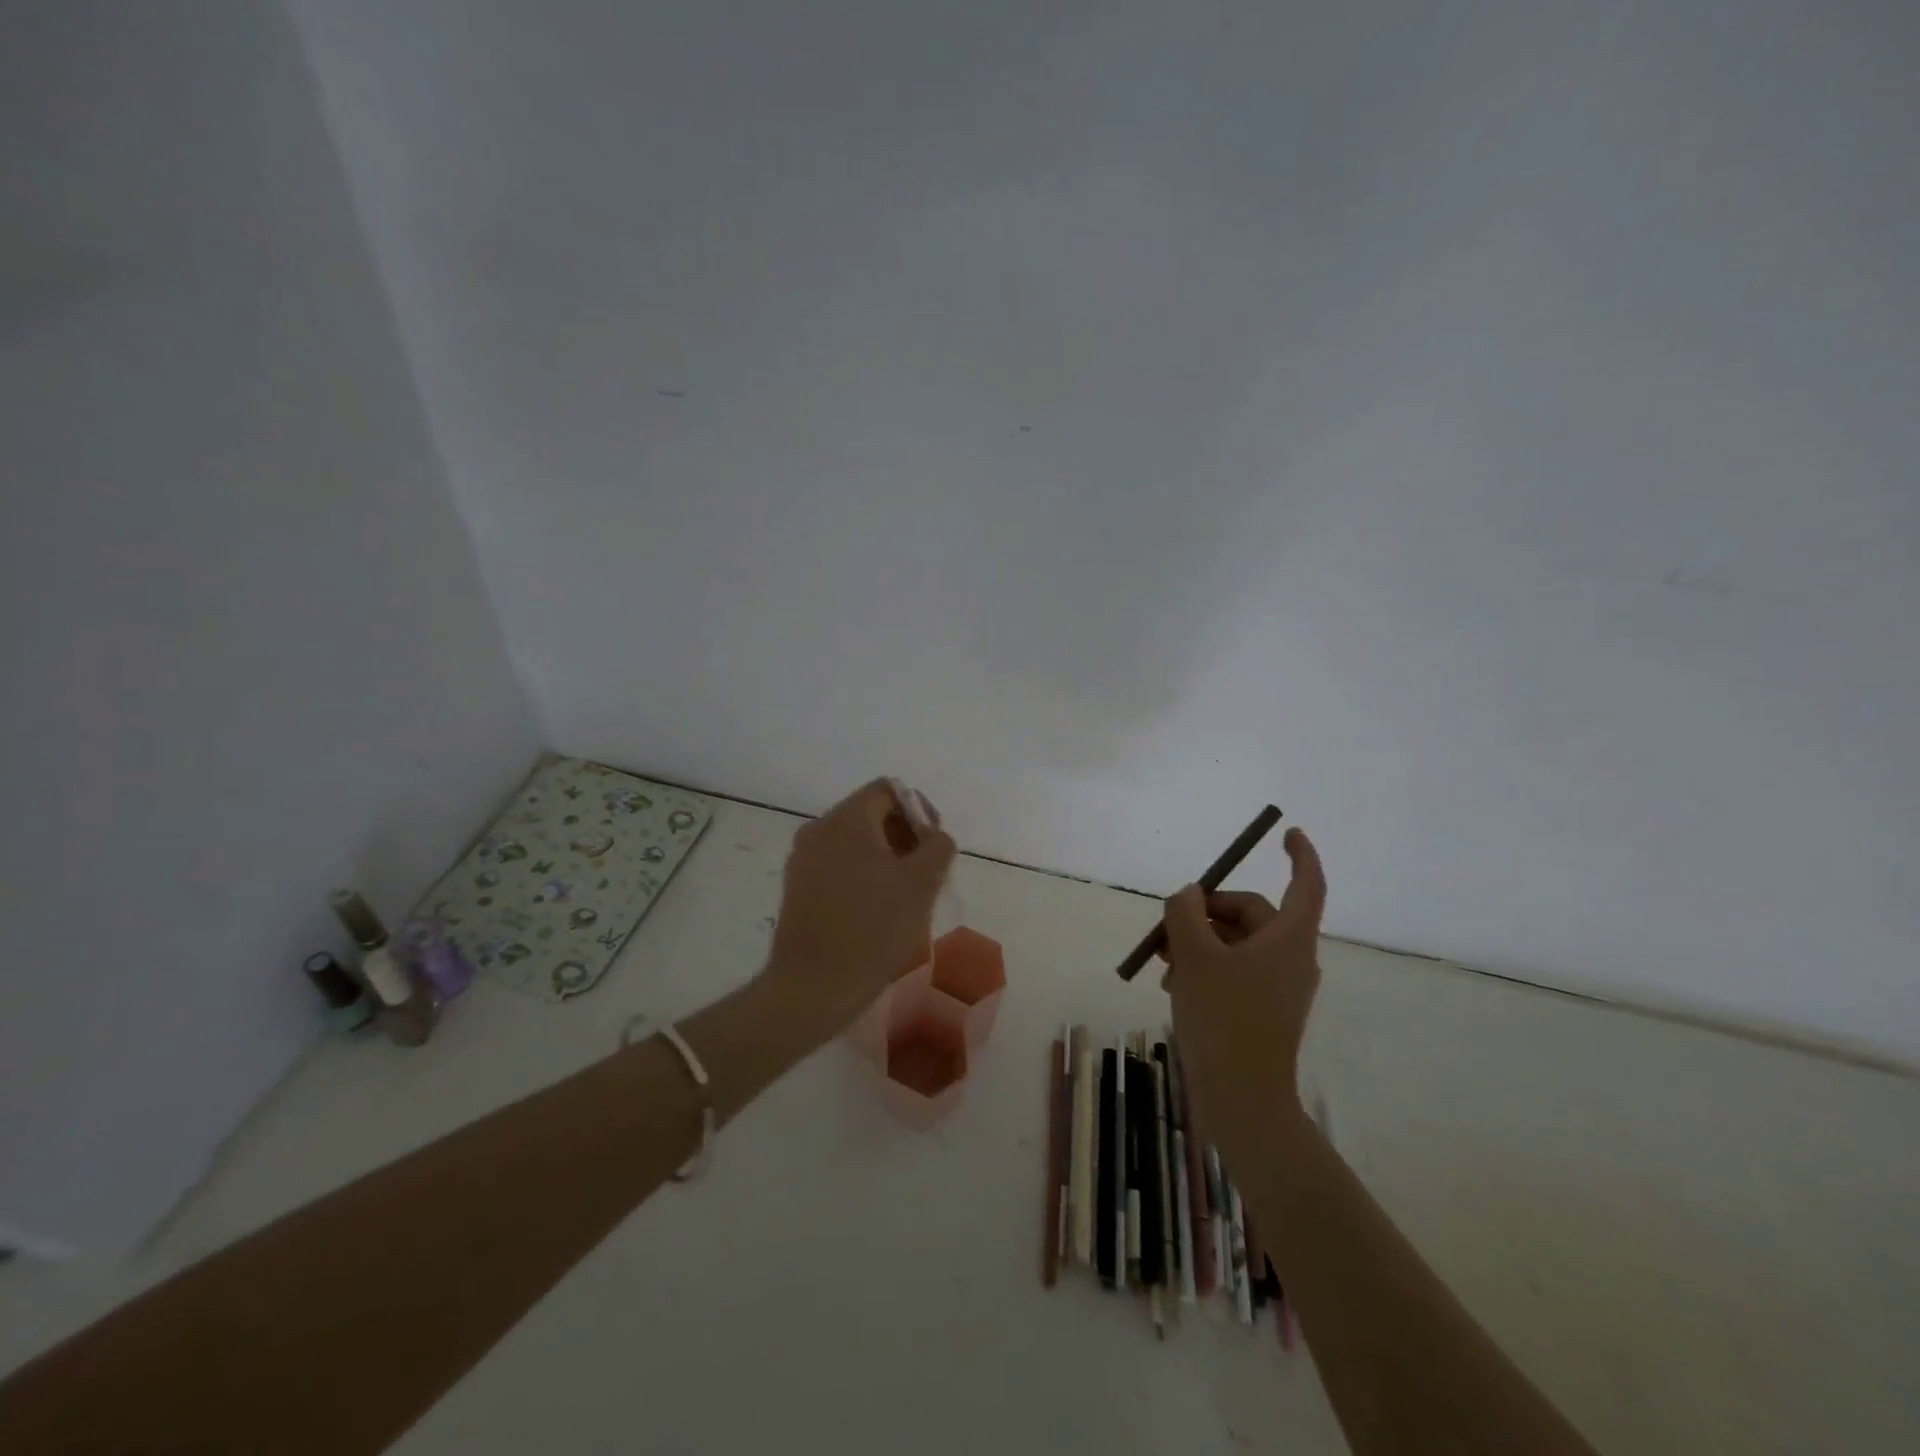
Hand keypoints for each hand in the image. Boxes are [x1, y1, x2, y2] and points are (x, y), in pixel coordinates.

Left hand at [765, 778, 956, 1033]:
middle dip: (904, 836)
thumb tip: (933, 836)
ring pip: (855, 842)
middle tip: (927, 873)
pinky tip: (878, 910)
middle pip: (871, 814)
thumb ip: (938, 847)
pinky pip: (838, 865)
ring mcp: (802, 860)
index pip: (889, 790)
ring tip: (906, 895)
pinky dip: (863, 875)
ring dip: (886, 858)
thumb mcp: (922, 884)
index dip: (920, 810)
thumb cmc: (873, 928)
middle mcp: (818, 830)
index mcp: (846, 820)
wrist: (813, 988)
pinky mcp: (797, 888)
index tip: (935, 846)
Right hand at [1163, 827, 1326, 1167]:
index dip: (1301, 855)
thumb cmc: (1223, 1019)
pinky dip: (1207, 967)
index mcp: (1288, 939)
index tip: (1287, 832)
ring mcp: (1280, 986)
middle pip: (1252, 913)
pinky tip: (1175, 985)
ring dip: (1199, 943)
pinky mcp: (1265, 1010)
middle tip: (1167, 928)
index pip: (1308, 884)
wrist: (1242, 1099)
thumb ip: (1185, 913)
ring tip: (1164, 966)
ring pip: (1237, 943)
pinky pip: (1236, 970)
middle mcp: (1292, 958)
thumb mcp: (1193, 956)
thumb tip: (1188, 896)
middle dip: (1207, 912)